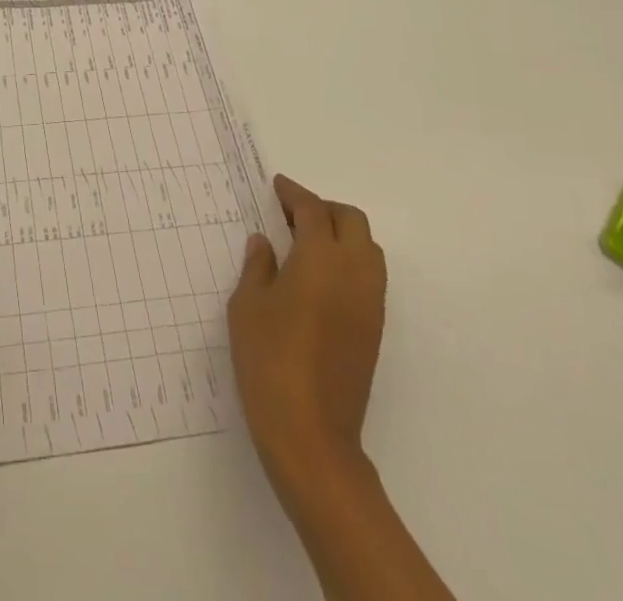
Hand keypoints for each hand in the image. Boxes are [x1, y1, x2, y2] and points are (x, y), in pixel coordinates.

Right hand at [228, 174, 386, 468]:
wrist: (311, 434)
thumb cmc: (269, 360)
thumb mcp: (247, 306)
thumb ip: (258, 266)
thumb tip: (264, 242)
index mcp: (321, 258)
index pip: (312, 210)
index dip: (293, 193)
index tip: (276, 186)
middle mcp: (354, 273)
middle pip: (351, 220)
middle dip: (323, 209)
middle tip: (291, 214)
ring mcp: (370, 303)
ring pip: (367, 248)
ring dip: (341, 234)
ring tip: (306, 244)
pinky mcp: (375, 330)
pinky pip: (369, 276)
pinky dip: (349, 261)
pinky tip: (319, 278)